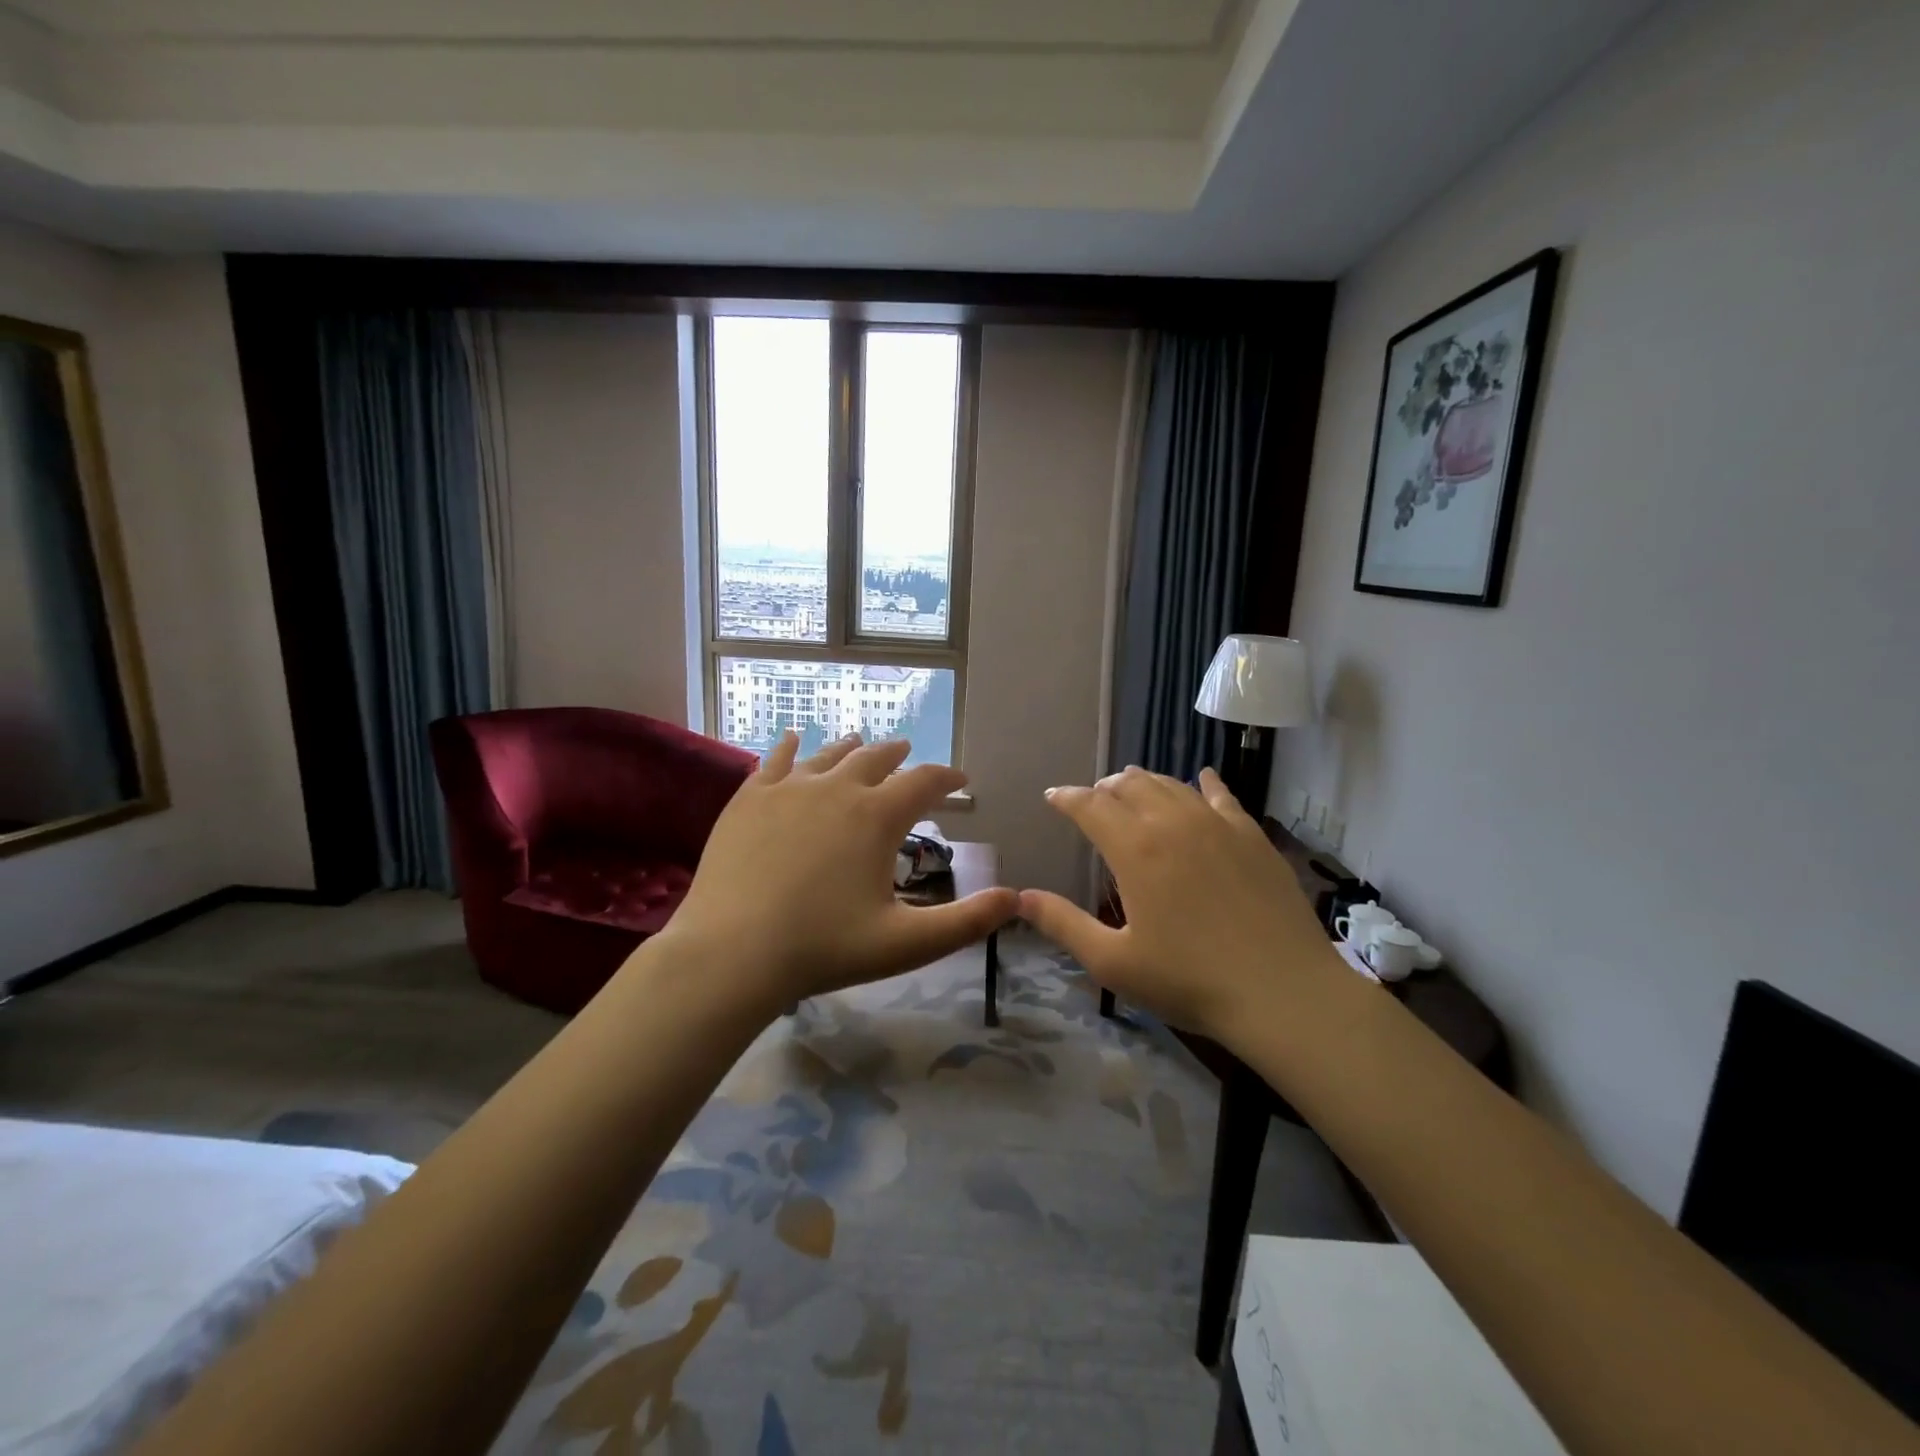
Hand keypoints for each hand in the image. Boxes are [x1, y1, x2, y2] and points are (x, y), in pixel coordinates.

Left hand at [655, 731, 1017, 1011]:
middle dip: (899, 755)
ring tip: (862, 743)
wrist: (731, 953)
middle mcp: (837, 787)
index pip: (925, 781)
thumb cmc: (824, 948)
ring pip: (830, 755)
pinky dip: (792, 747)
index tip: (960, 780)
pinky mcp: (749, 798)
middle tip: (909, 755)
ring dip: (852, 748)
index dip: (948, 777)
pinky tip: (795, 739)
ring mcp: (788, 788)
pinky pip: (776, 760)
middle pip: (877, 757)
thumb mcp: (906, 943)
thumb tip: (1016, 900)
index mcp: (877, 816)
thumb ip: (966, 922)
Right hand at [1018, 767, 1344, 1045]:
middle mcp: (1173, 823)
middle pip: (1130, 786)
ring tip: (1132, 786)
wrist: (1284, 993)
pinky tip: (1202, 778)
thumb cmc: (1189, 981)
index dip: (1067, 798)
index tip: (1053, 797)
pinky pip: (1223, 796)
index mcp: (1134, 849)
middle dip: (1104, 788)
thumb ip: (1063, 924)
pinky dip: (1205, 783)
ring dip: (1145, 782)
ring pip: (1172, 785)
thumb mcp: (1113, 961)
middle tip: (1093, 799)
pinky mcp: (1252, 836)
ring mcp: (1218, 825)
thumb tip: (1020, 897)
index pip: (1090, 806)